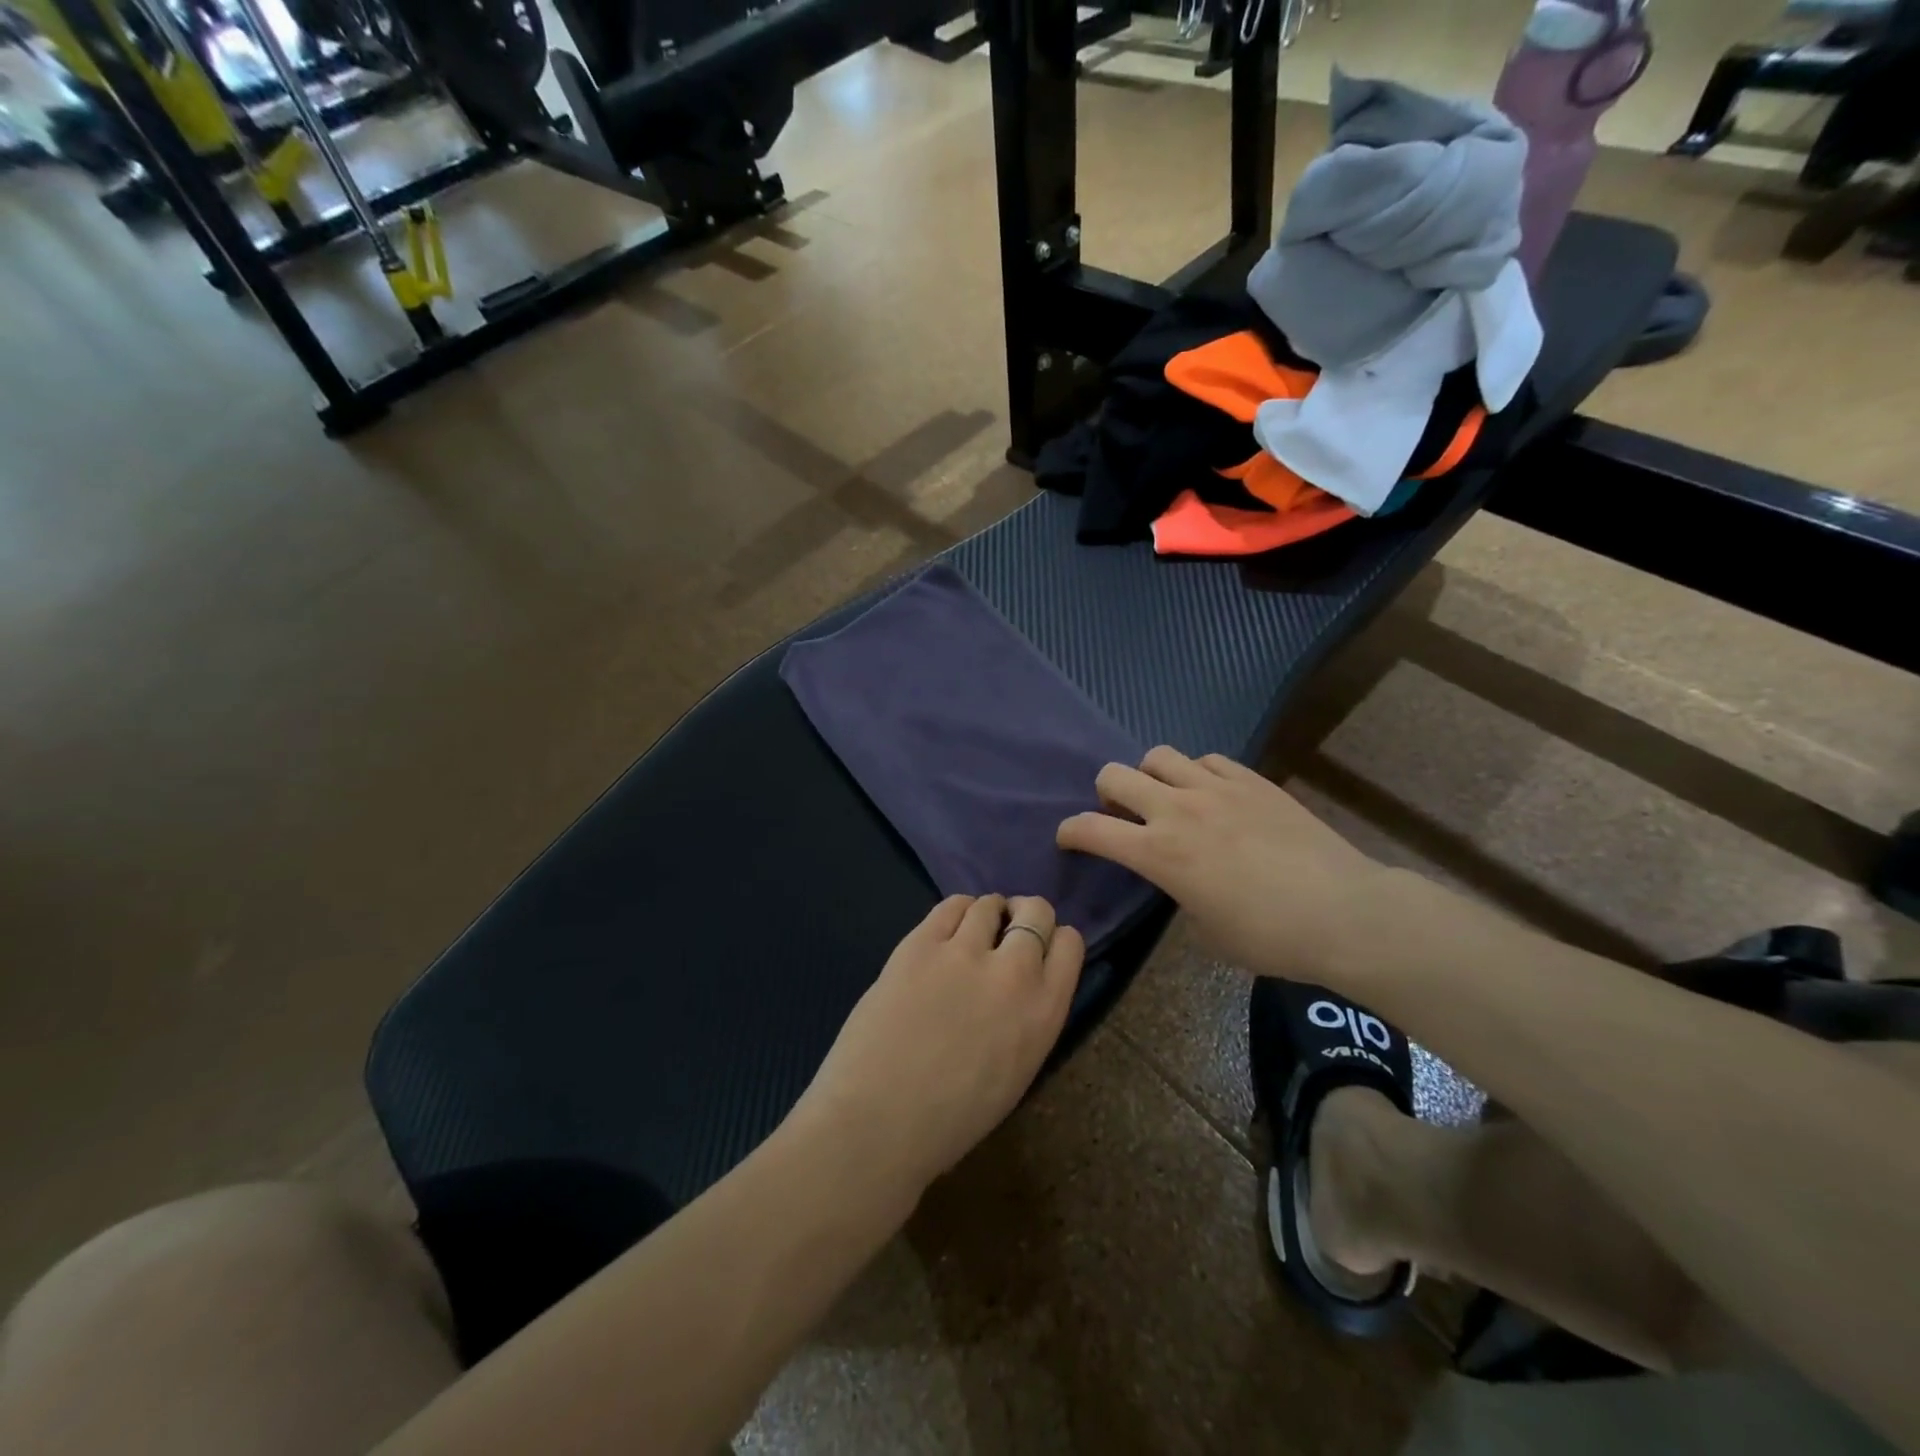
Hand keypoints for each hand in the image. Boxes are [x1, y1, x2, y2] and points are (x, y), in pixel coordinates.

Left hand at [798, 895, 1084, 1200]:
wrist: (879, 1122)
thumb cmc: (951, 1119)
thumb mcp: (1016, 1070)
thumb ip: (1027, 1018)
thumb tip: (1019, 986)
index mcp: (1045, 1012)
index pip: (1070, 944)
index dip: (1053, 940)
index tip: (1037, 949)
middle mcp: (1014, 971)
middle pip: (1036, 911)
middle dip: (1025, 916)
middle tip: (1006, 933)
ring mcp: (964, 952)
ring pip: (989, 904)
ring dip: (986, 914)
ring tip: (970, 934)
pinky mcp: (920, 943)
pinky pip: (950, 905)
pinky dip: (955, 912)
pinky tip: (945, 932)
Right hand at [1057, 747, 1384, 986]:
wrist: (1344, 912)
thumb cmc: (1270, 937)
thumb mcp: (1206, 930)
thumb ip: (1179, 893)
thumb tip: (1181, 877)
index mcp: (1159, 854)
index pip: (1090, 829)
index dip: (1069, 832)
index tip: (1068, 839)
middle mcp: (1177, 810)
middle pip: (1114, 775)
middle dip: (1105, 794)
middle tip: (1121, 814)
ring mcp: (1216, 788)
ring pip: (1158, 756)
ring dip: (1150, 776)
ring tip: (1167, 797)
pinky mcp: (1252, 780)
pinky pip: (1207, 759)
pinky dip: (1197, 773)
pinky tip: (1213, 794)